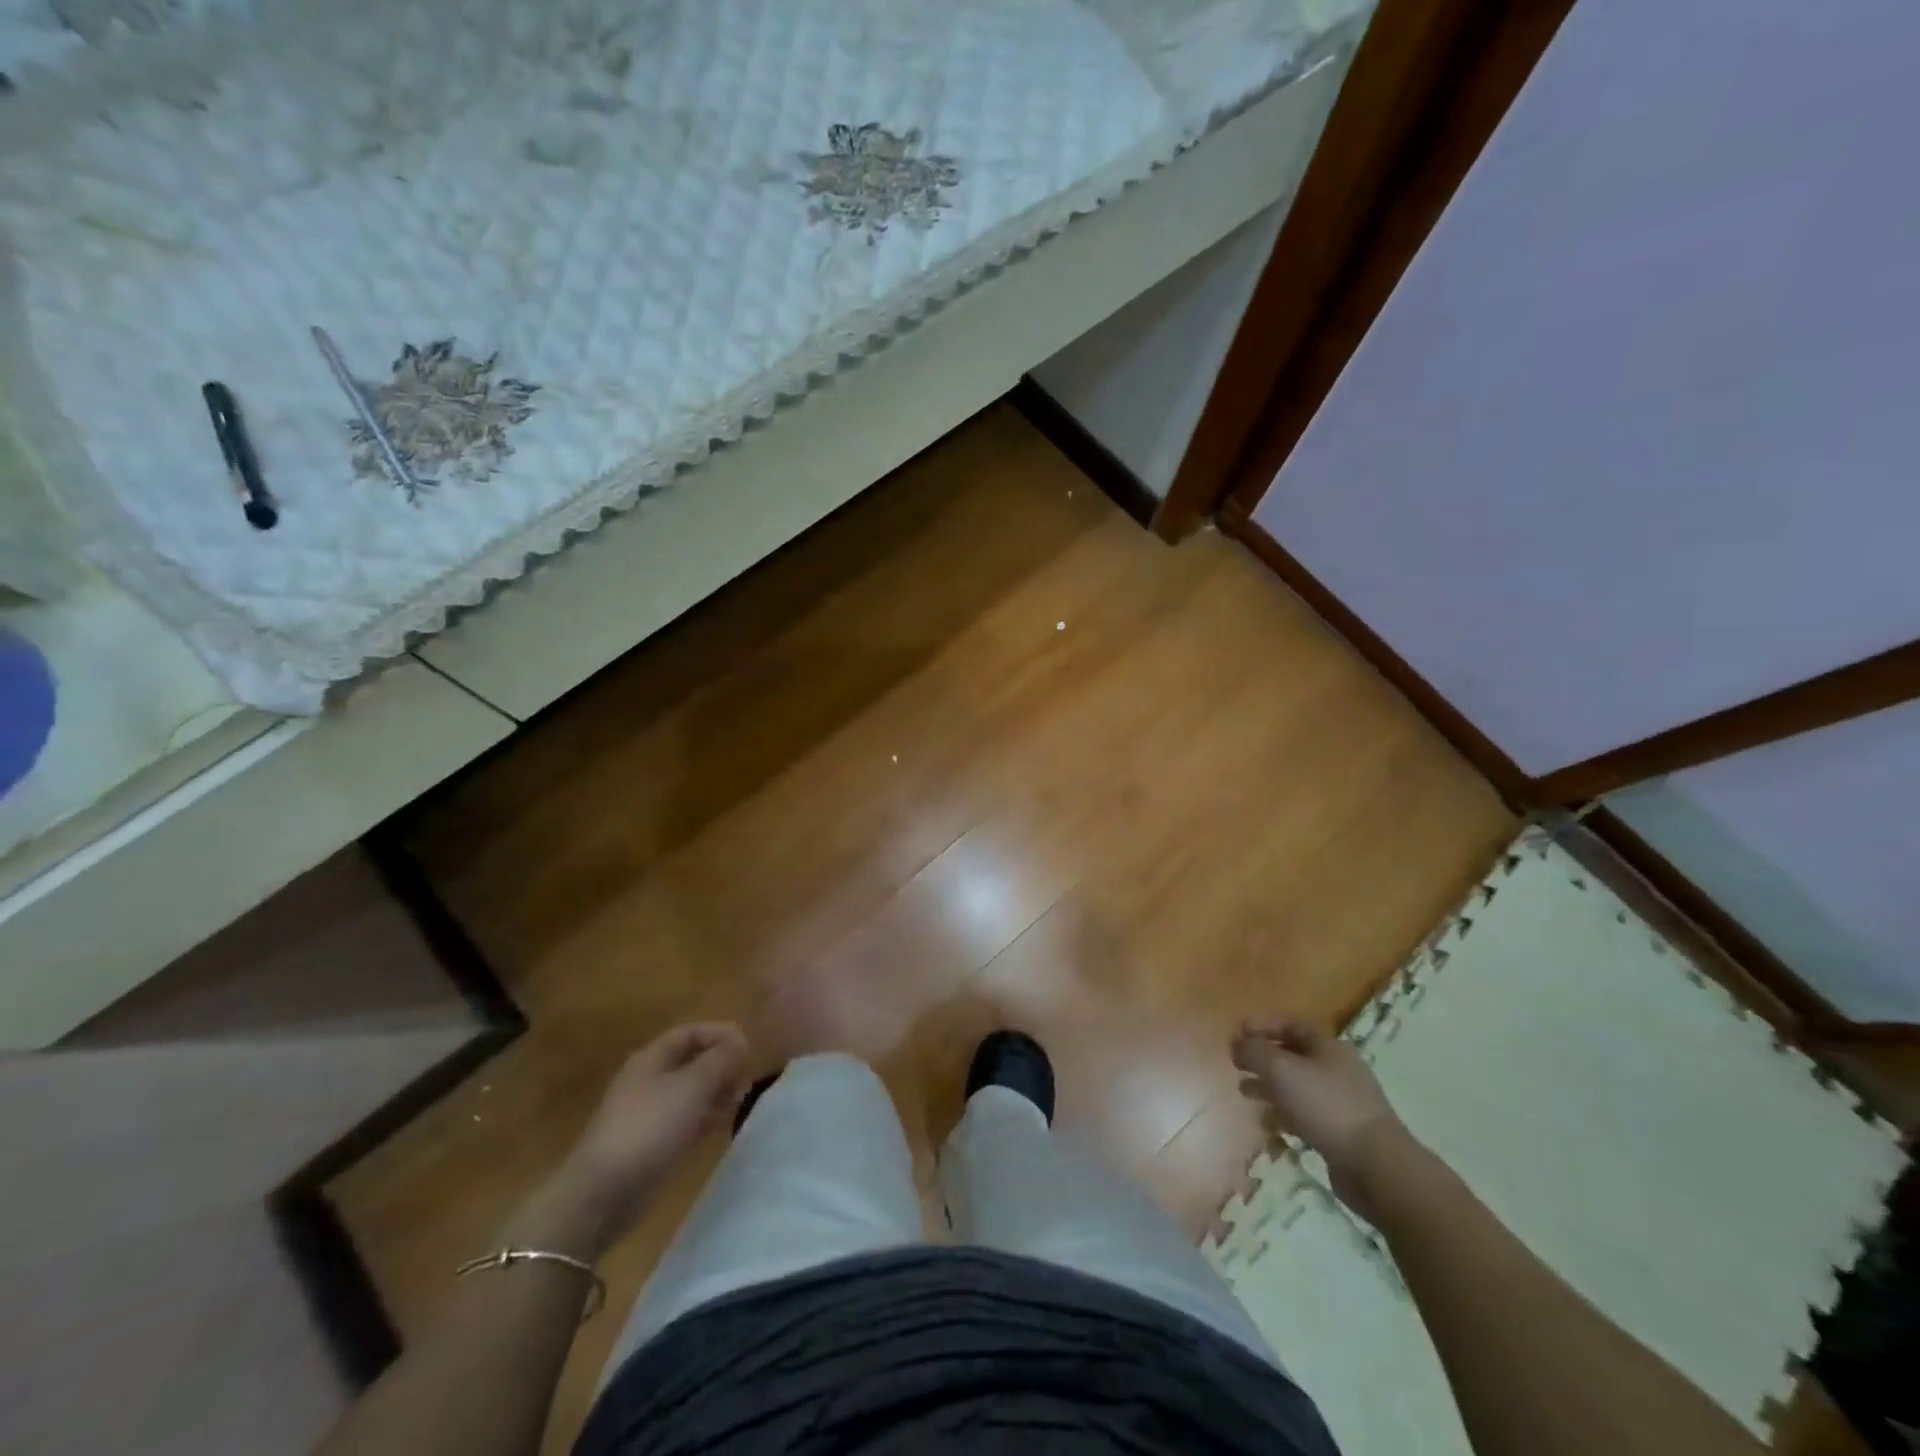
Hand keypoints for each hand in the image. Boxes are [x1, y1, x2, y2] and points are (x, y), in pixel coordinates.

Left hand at [510, 1023, 749, 1260]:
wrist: (603, 1193)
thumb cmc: (649, 1128)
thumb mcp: (691, 1087)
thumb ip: (719, 1060)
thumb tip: (738, 1041)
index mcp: (651, 1059)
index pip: (689, 1033)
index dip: (719, 1033)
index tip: (747, 1046)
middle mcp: (648, 1080)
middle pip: (690, 1061)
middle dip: (720, 1064)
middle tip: (746, 1075)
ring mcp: (647, 1113)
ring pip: (689, 1091)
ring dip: (715, 1091)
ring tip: (740, 1099)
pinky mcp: (650, 1142)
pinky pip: (684, 1119)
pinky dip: (705, 1117)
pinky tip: (722, 1124)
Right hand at [1232, 1016, 1407, 1216]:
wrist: (1376, 1166)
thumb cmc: (1325, 1106)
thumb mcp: (1281, 1070)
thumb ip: (1254, 1052)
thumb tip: (1238, 1044)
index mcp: (1327, 1046)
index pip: (1290, 1024)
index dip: (1261, 1026)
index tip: (1236, 1035)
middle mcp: (1336, 1068)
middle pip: (1292, 1054)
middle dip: (1262, 1058)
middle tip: (1236, 1064)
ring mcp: (1342, 1101)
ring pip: (1297, 1085)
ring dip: (1269, 1086)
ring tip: (1244, 1092)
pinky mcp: (1342, 1131)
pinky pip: (1306, 1113)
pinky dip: (1285, 1113)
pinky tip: (1269, 1123)